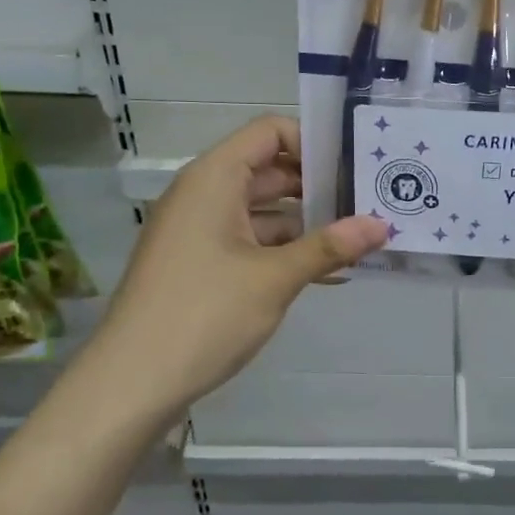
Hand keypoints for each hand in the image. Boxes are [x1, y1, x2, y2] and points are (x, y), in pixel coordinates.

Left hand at [86, 117, 387, 416]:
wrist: (133, 382)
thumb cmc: (205, 314)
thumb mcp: (275, 278)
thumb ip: (329, 246)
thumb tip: (381, 224)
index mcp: (214, 179)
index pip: (269, 132)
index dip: (313, 142)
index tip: (355, 167)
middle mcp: (203, 195)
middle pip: (268, 171)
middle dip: (319, 186)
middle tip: (370, 202)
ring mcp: (199, 232)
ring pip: (262, 212)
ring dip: (306, 224)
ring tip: (359, 239)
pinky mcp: (199, 265)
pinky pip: (249, 243)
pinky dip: (283, 252)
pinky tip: (326, 273)